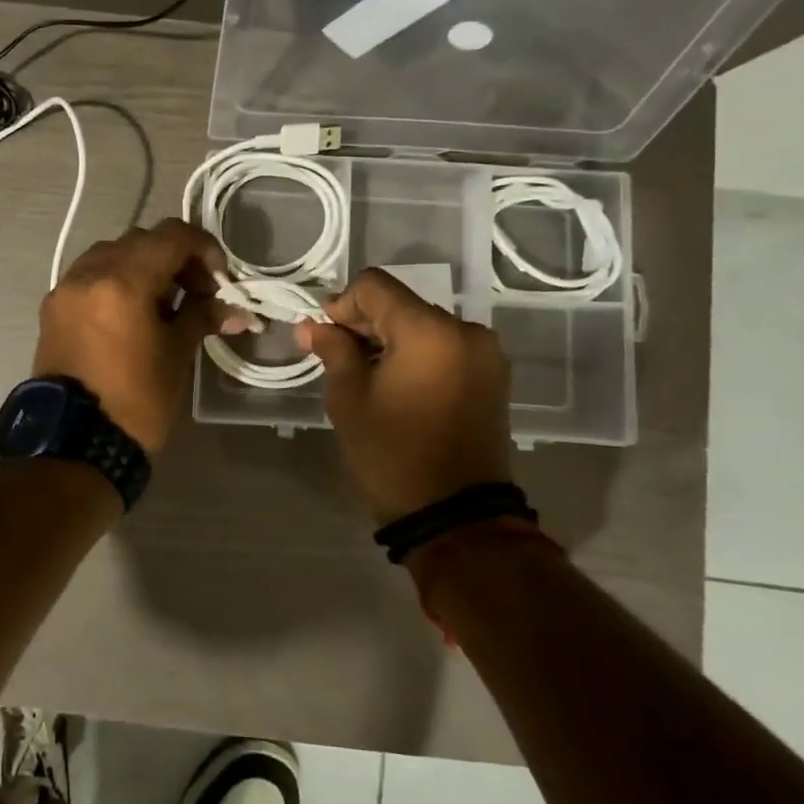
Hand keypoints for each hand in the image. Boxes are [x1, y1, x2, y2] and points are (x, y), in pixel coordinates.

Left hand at [34, 219, 249, 456]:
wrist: (74, 445)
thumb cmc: (136, 400)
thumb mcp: (177, 354)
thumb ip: (202, 316)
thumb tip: (234, 308)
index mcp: (122, 279)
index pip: (171, 236)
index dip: (203, 248)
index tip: (219, 277)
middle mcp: (88, 272)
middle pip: (141, 241)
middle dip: (174, 258)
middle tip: (196, 291)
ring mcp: (65, 289)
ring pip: (111, 255)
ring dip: (142, 267)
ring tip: (163, 303)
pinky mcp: (52, 309)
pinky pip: (89, 277)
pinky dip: (115, 282)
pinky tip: (131, 314)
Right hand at [295, 267, 512, 524]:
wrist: (457, 517)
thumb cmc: (393, 454)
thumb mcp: (349, 398)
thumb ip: (332, 349)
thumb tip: (312, 325)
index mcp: (429, 330)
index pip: (374, 286)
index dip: (342, 304)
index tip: (325, 337)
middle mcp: (465, 330)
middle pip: (401, 303)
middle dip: (365, 323)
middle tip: (337, 357)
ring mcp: (485, 354)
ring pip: (422, 325)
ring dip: (390, 339)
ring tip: (368, 377)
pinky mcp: (492, 376)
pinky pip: (444, 347)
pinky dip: (416, 354)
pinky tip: (398, 384)